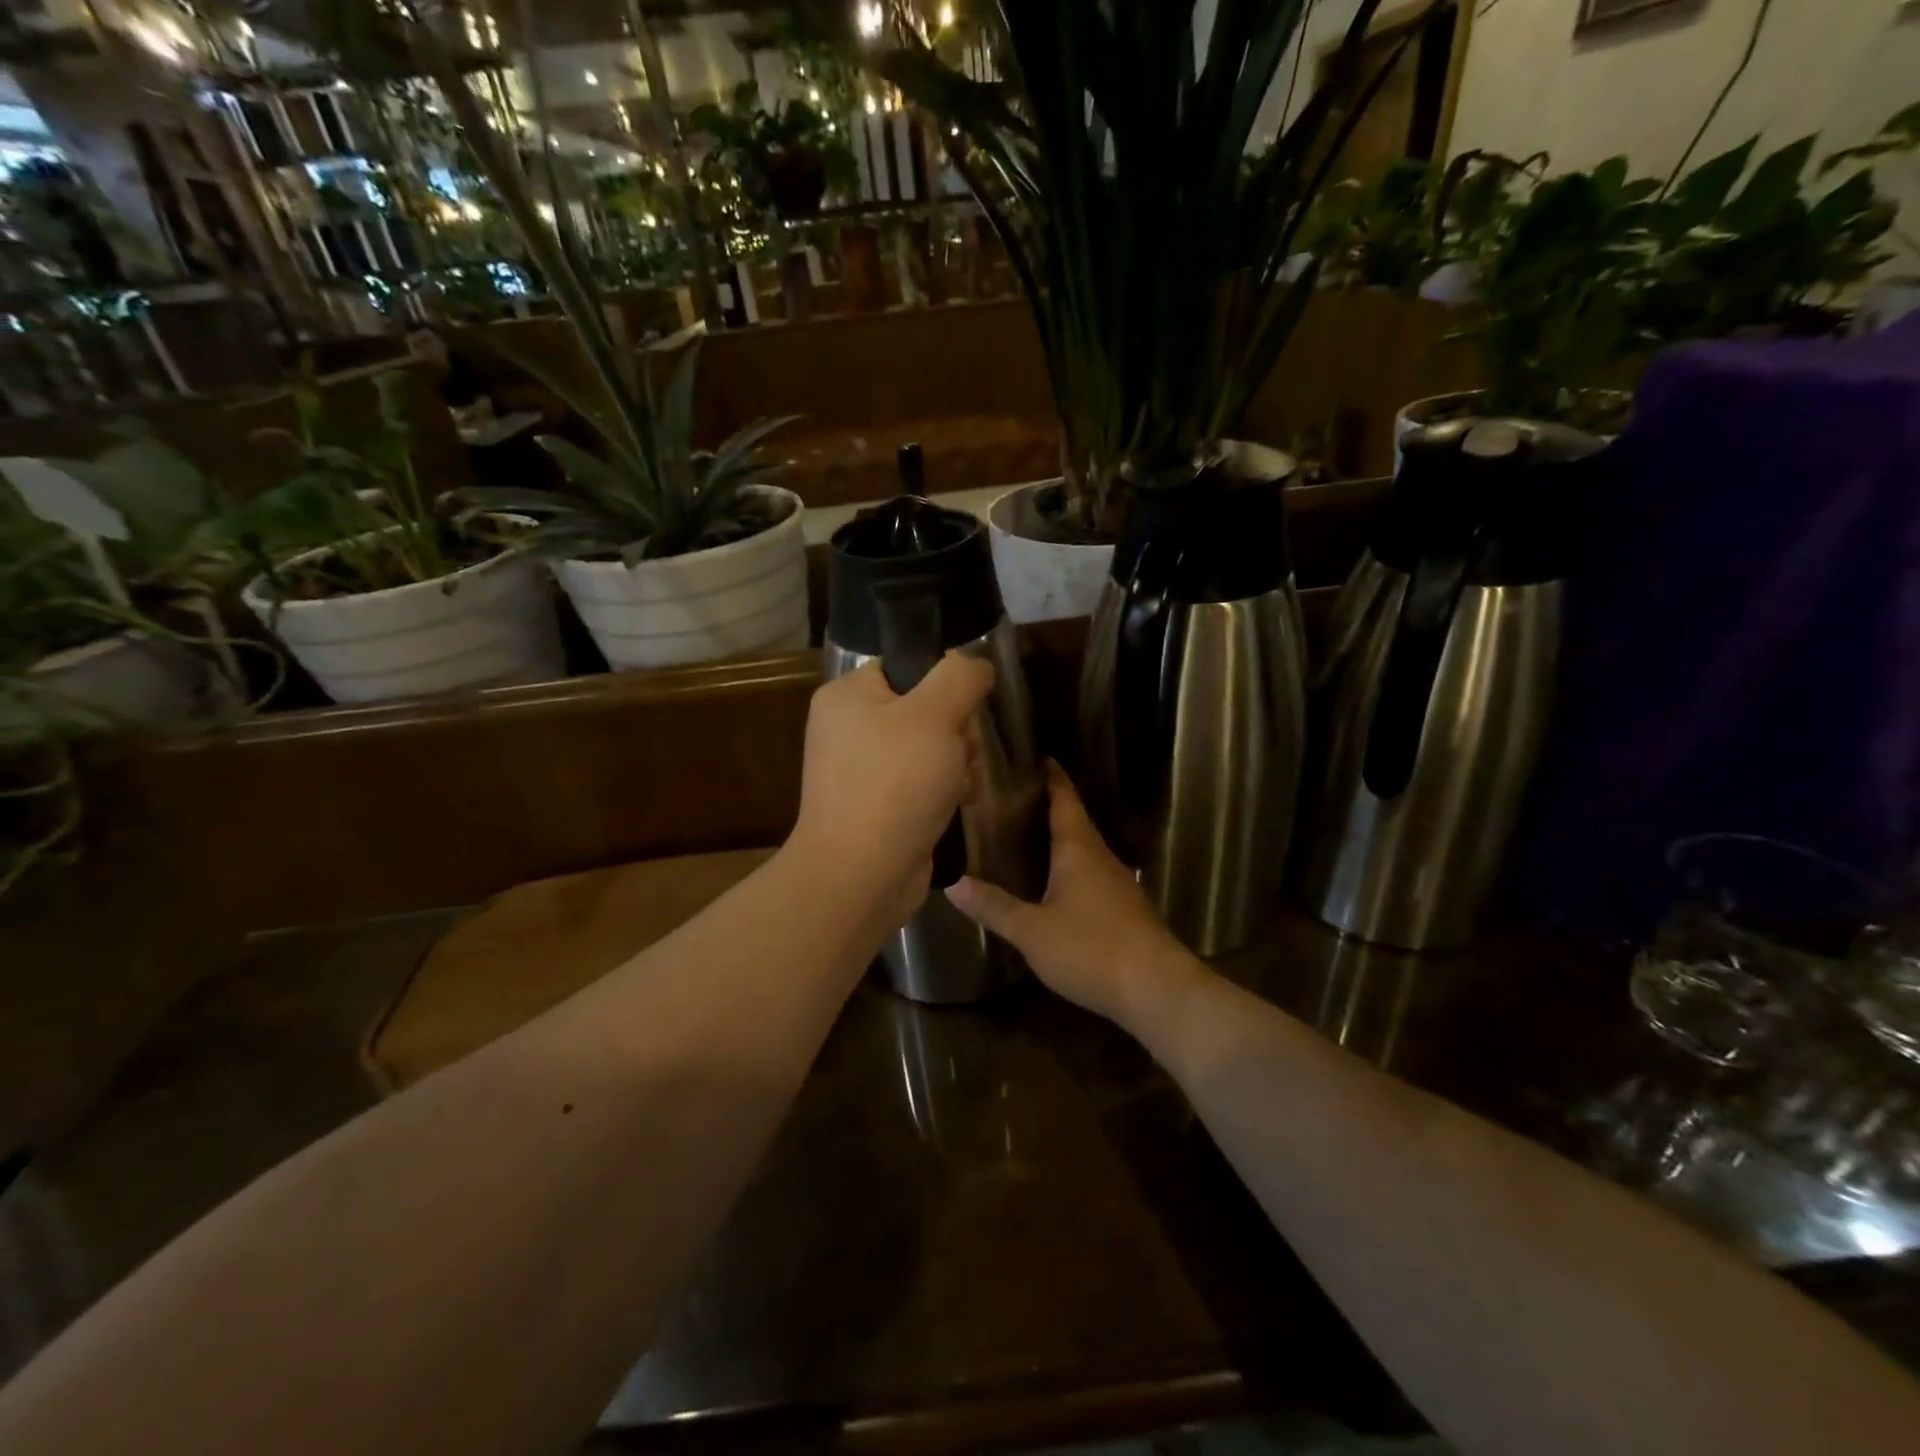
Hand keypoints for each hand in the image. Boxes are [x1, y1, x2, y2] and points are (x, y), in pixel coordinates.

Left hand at [789, 654, 992, 925]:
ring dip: (957, 764)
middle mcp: (849, 729)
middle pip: (925, 710)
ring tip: (959, 786)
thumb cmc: (894, 785)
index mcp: (847, 697)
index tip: (961, 711)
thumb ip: (960, 677)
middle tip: (960, 754)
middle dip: (956, 733)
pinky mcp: (878, 807)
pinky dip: (944, 792)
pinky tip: (958, 805)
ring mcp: (862, 772)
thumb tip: (975, 664)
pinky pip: (922, 784)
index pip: (907, 667)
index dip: (943, 685)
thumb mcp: (935, 715)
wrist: (861, 876)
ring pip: (931, 749)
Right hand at [946, 763, 1201, 1031]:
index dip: (1051, 776)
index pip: (1064, 798)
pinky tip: (1052, 882)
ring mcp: (1117, 882)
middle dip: (1048, 805)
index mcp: (1078, 849)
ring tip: (1025, 835)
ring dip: (1059, 837)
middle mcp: (1100, 856)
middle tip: (1012, 798)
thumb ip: (994, 906)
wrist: (1157, 989)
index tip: (1034, 756)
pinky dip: (1069, 865)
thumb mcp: (1032, 931)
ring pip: (1083, 848)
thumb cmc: (1091, 950)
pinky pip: (1091, 872)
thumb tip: (952, 883)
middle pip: (1074, 820)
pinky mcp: (1124, 907)